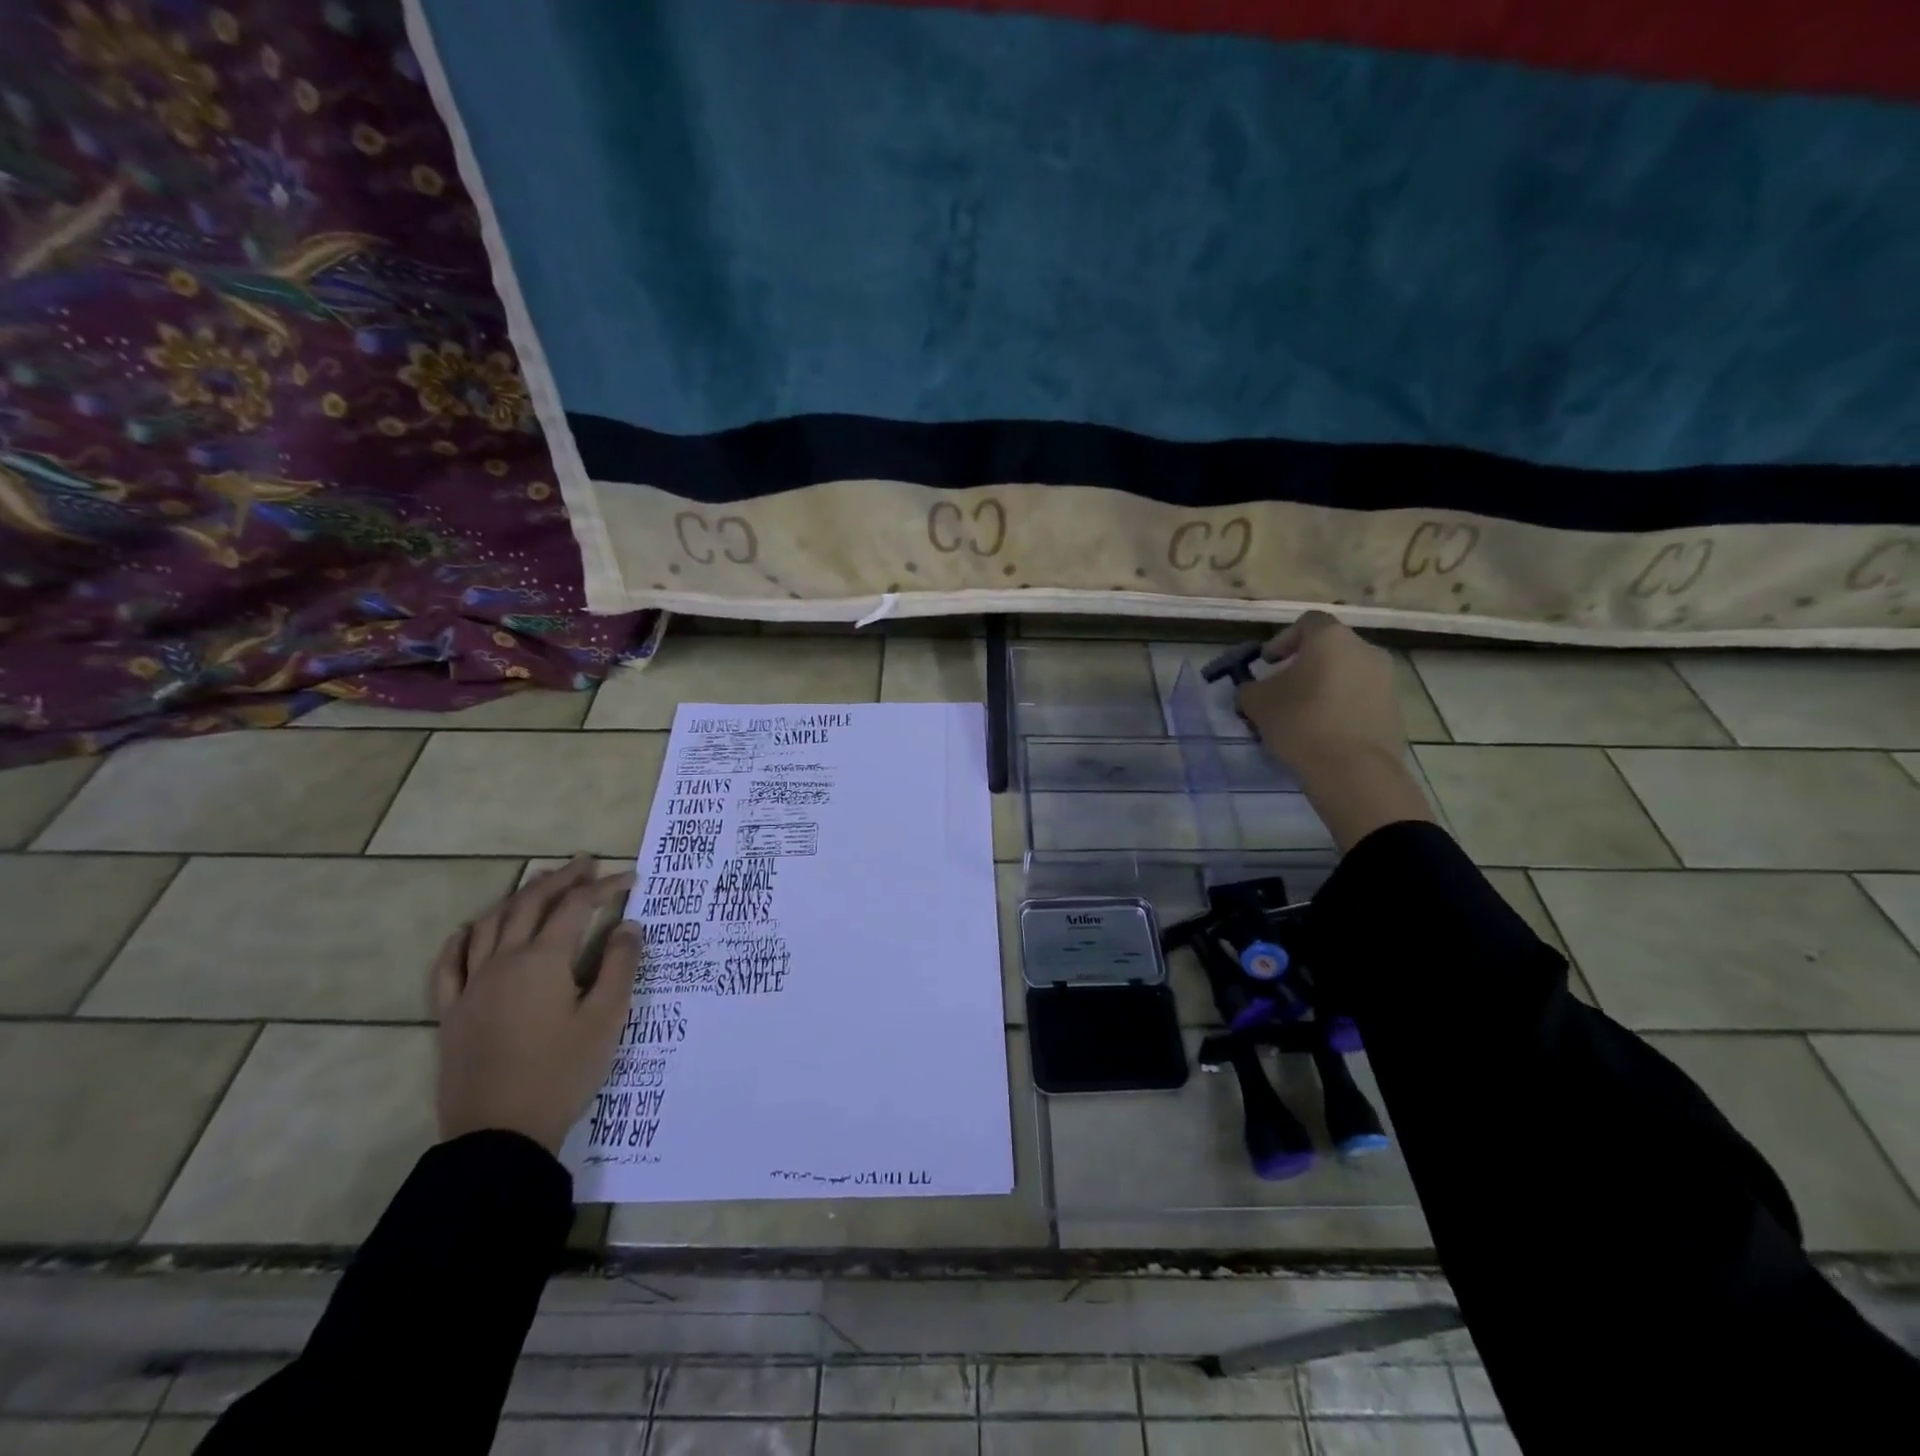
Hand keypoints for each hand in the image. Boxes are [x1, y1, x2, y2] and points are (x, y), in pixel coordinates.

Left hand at [431, 856, 638, 1153]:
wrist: (499, 1134)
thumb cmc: (562, 1072)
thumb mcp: (606, 1019)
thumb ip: (619, 966)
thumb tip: (628, 925)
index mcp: (542, 961)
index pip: (575, 907)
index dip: (603, 887)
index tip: (629, 878)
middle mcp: (503, 962)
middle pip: (530, 904)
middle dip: (560, 879)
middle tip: (585, 864)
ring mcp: (471, 986)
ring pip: (490, 924)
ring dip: (518, 897)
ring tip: (540, 884)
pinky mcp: (451, 1013)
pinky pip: (448, 964)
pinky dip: (462, 939)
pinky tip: (471, 930)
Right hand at [1236, 611, 1433, 849]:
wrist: (1354, 771)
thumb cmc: (1301, 724)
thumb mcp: (1257, 704)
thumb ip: (1250, 688)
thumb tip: (1253, 689)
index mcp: (1331, 639)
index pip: (1307, 622)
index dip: (1283, 639)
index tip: (1268, 664)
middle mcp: (1365, 649)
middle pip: (1330, 648)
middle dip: (1305, 664)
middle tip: (1284, 689)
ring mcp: (1386, 679)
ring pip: (1348, 672)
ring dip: (1326, 685)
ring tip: (1304, 713)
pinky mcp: (1396, 708)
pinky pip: (1362, 697)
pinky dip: (1343, 705)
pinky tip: (1326, 731)